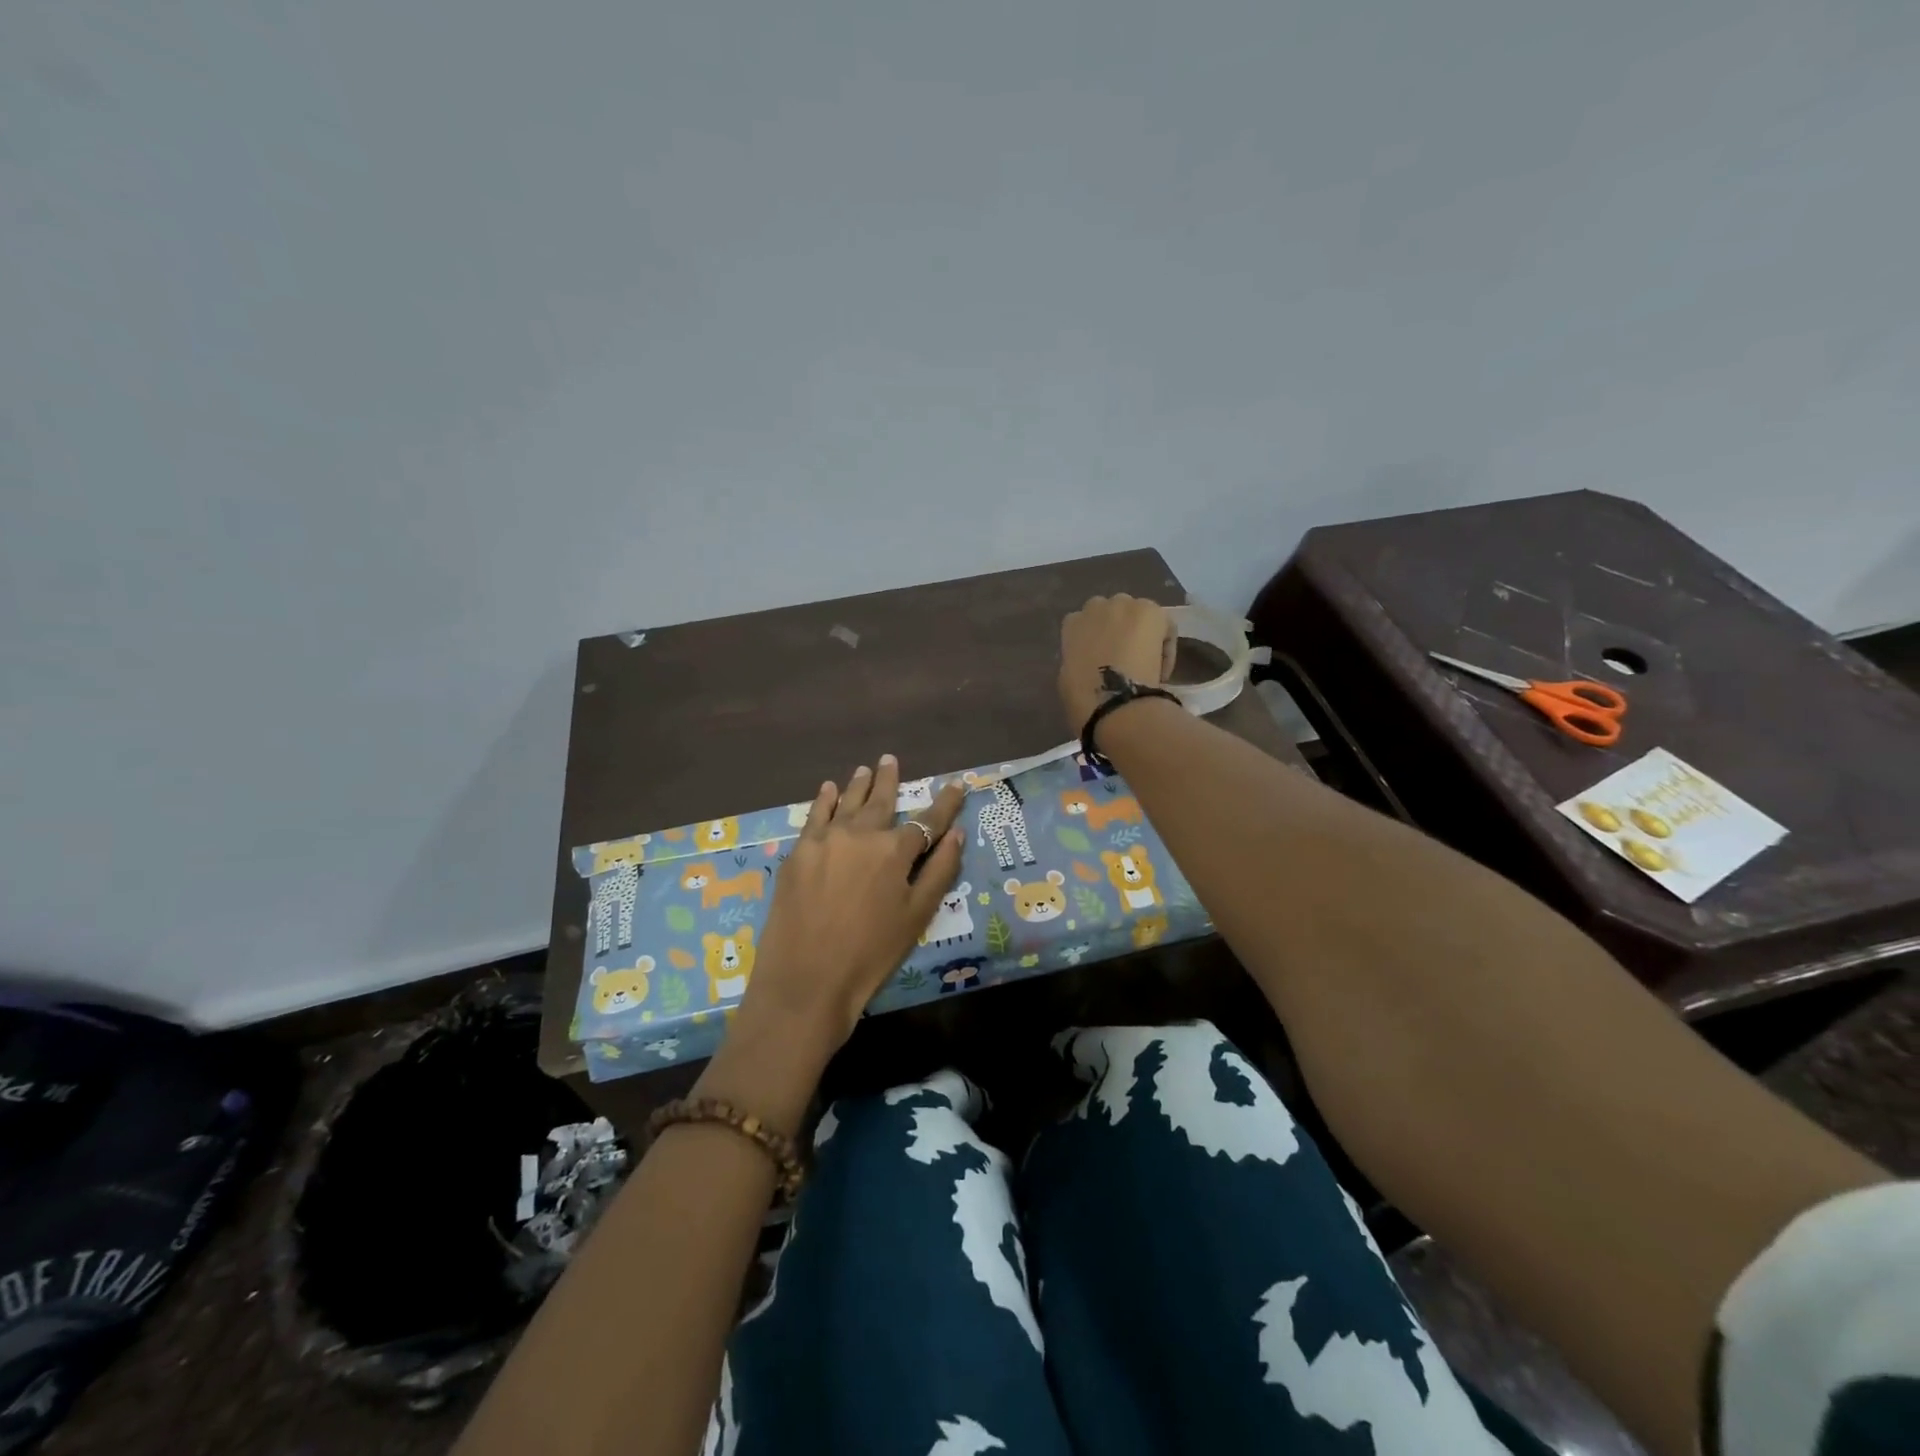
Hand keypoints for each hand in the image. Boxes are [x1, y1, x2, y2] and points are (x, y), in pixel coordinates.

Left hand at [734, 756, 965, 1063]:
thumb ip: (939, 871)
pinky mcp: (798, 853)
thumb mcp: (917, 916)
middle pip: (880, 800)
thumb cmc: (870, 954)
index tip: (956, 785)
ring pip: (846, 802)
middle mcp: (860, 834)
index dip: (945, 803)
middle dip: (889, 780)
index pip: (927, 820)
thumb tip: (956, 833)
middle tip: (890, 759)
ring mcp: (825, 840)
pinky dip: (823, 800)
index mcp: (895, 851)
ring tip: (865, 768)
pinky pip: (814, 816)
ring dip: (858, 785)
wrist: (806, 980)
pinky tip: (827, 789)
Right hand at [1058, 594, 1176, 732]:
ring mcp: (1124, 605)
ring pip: (1137, 614)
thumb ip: (1077, 660)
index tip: (1101, 661)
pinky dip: (1164, 645)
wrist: (1115, 700)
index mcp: (1071, 624)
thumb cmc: (1084, 697)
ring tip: (1146, 661)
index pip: (1082, 623)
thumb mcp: (1067, 678)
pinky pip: (1163, 625)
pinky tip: (1160, 670)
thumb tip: (1092, 662)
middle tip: (1125, 657)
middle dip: (1118, 629)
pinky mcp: (1152, 611)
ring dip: (1141, 631)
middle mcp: (1096, 607)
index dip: (1095, 641)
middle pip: (1111, 612)